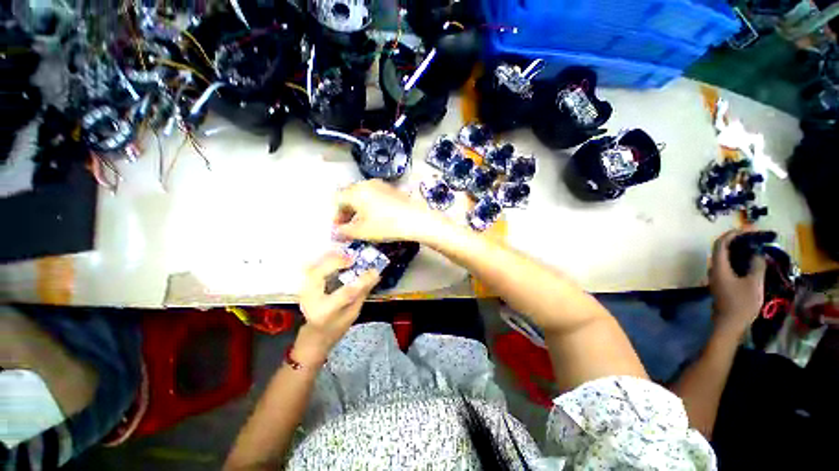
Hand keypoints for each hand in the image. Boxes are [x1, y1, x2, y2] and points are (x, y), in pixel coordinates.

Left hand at [296, 252, 379, 362]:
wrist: (315, 335)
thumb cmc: (337, 327)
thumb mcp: (353, 313)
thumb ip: (362, 293)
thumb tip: (375, 275)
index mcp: (326, 311)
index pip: (346, 292)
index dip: (361, 280)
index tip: (374, 271)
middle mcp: (311, 300)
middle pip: (320, 275)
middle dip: (337, 262)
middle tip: (353, 258)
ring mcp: (304, 291)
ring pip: (314, 268)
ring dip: (330, 258)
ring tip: (346, 254)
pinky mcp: (304, 285)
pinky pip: (311, 268)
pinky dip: (323, 260)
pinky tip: (335, 255)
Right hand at [333, 179, 445, 242]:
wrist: (416, 219)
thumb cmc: (386, 225)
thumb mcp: (361, 232)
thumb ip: (344, 232)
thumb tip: (336, 232)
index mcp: (356, 191)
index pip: (338, 200)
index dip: (336, 215)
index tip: (339, 228)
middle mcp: (367, 184)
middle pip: (350, 196)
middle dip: (347, 211)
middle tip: (349, 226)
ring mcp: (381, 185)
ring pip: (363, 195)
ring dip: (359, 209)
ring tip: (363, 223)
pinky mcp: (392, 189)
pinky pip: (375, 195)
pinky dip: (370, 205)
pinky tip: (377, 217)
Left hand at [709, 230, 766, 338]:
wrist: (729, 325)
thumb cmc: (741, 304)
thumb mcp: (754, 284)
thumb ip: (756, 266)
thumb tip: (757, 253)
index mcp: (718, 267)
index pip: (720, 244)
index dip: (731, 235)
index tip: (746, 230)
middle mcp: (713, 270)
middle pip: (721, 250)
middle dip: (736, 241)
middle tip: (753, 238)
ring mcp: (716, 278)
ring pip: (724, 259)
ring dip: (737, 251)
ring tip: (754, 248)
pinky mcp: (721, 284)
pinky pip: (728, 267)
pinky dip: (738, 261)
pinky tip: (750, 263)